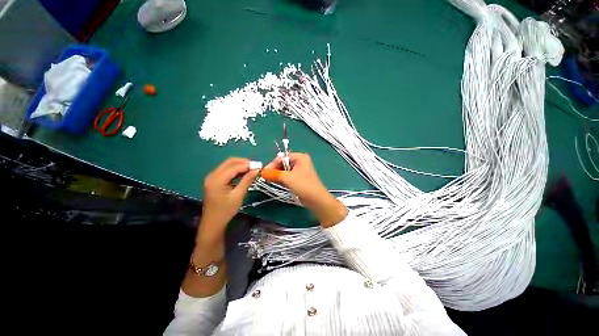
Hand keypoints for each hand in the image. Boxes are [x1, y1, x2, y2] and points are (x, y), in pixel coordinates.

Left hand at [198, 158, 258, 247]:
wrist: (213, 223)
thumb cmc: (226, 211)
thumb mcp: (238, 195)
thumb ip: (247, 180)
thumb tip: (256, 170)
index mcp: (217, 179)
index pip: (234, 166)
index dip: (247, 165)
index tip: (259, 166)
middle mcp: (213, 175)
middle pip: (230, 162)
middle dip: (244, 162)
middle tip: (256, 167)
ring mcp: (212, 177)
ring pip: (228, 165)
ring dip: (240, 165)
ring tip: (252, 170)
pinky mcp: (214, 180)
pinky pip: (226, 170)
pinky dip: (236, 170)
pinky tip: (243, 174)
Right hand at [261, 153, 347, 227]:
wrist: (316, 200)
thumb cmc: (304, 186)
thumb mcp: (288, 178)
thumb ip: (274, 174)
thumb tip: (262, 172)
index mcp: (300, 157)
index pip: (282, 157)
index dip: (272, 164)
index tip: (264, 173)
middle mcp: (300, 162)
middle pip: (283, 163)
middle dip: (274, 170)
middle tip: (266, 177)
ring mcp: (300, 170)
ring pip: (284, 170)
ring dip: (277, 175)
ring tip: (271, 181)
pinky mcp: (299, 178)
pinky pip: (288, 176)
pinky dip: (282, 179)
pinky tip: (277, 183)